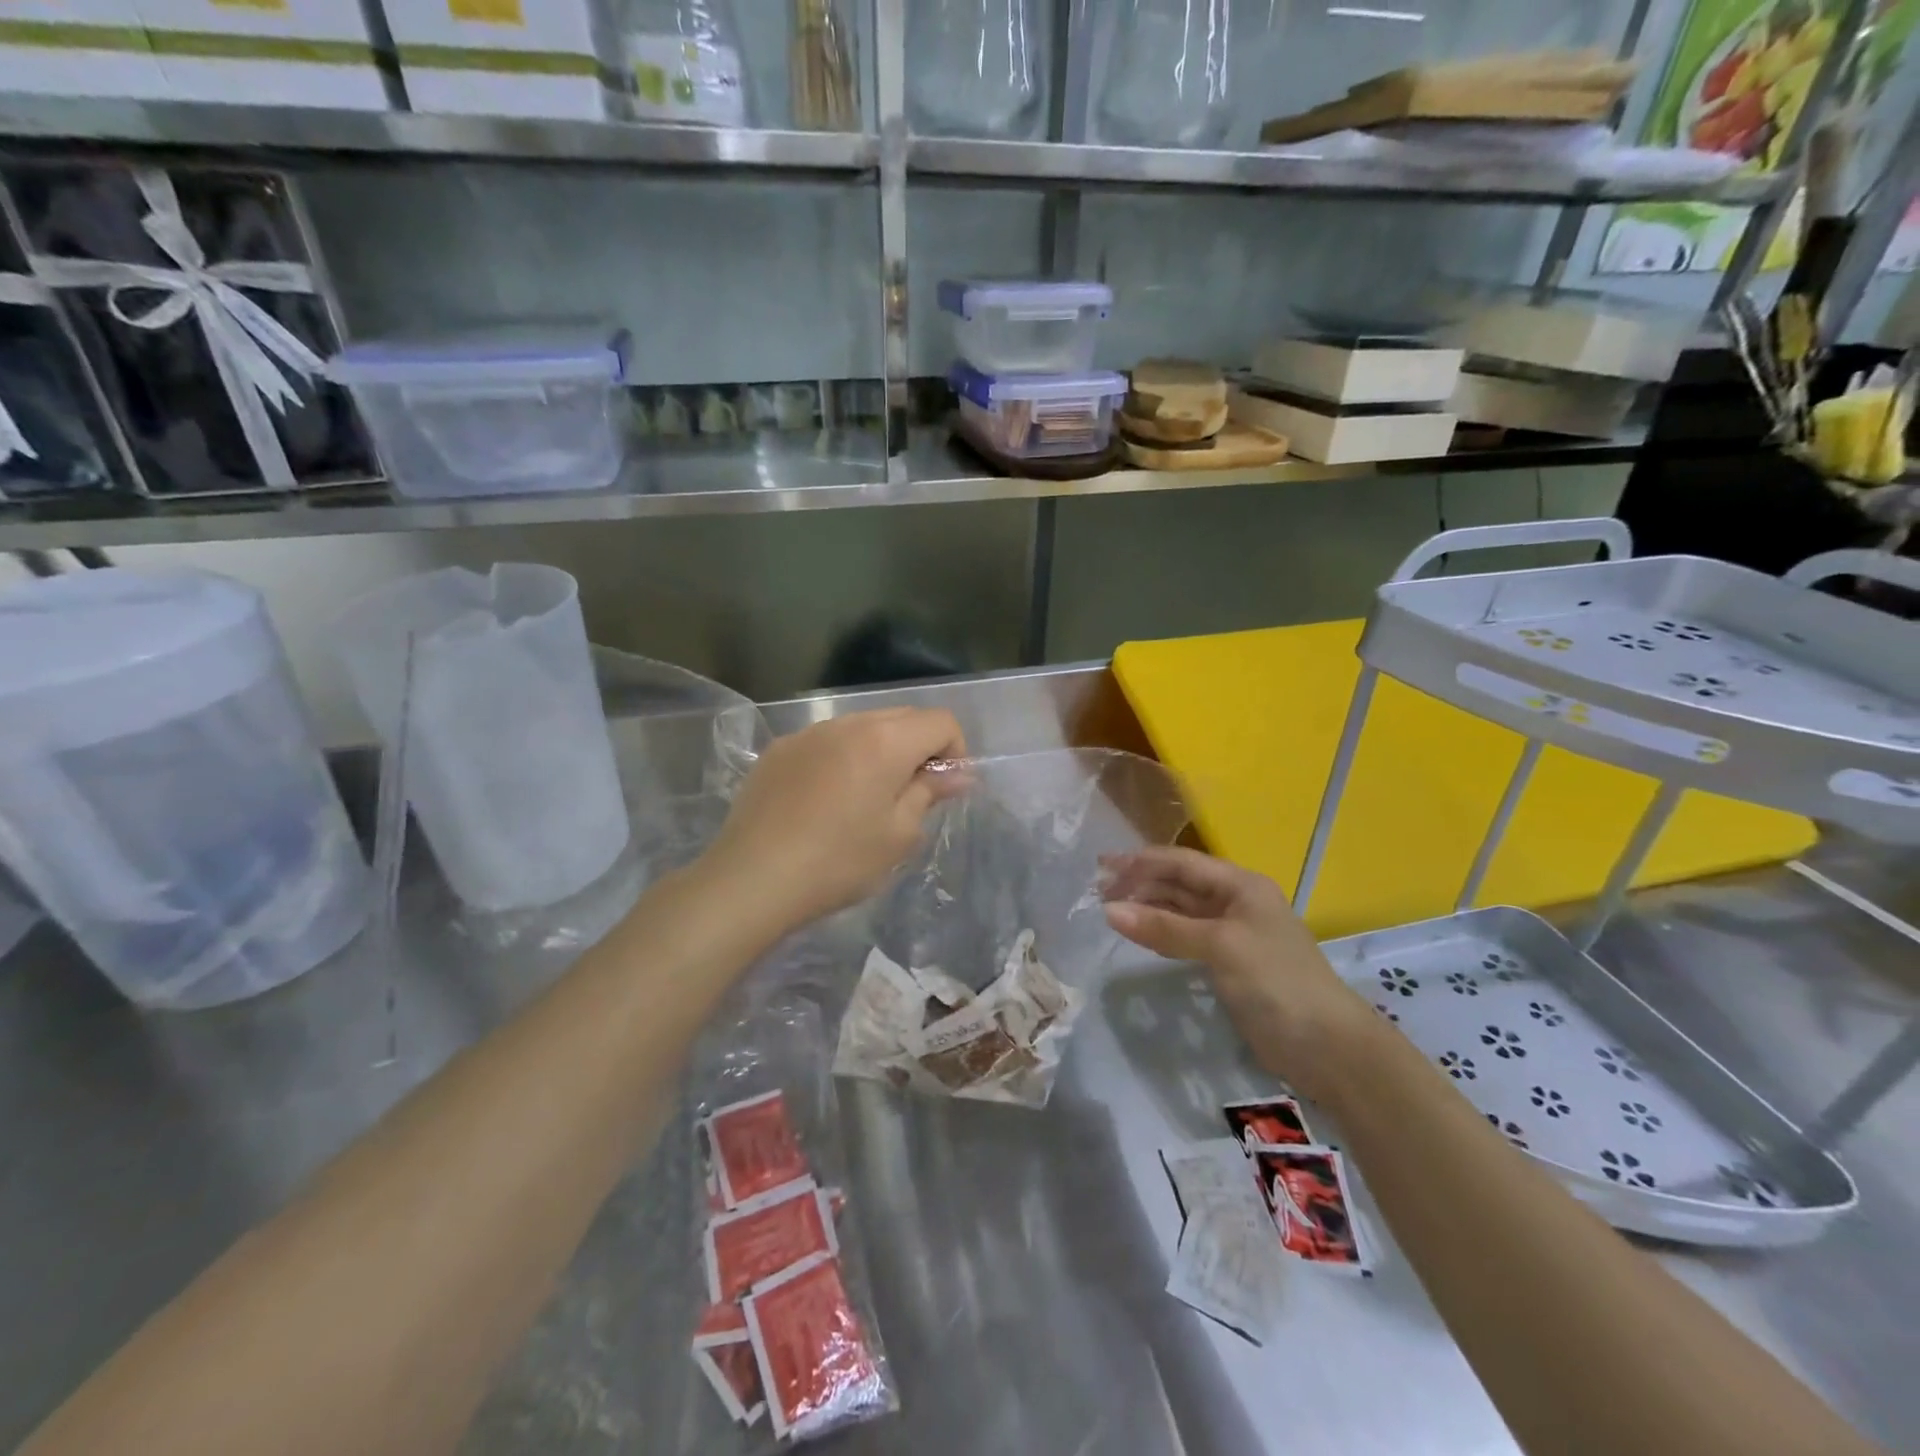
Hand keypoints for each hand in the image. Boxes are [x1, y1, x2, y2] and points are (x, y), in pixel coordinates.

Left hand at [705, 707, 968, 934]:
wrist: (753, 878)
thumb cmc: (839, 861)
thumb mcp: (898, 835)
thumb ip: (930, 793)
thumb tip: (957, 774)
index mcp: (885, 741)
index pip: (940, 721)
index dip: (954, 751)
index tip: (945, 789)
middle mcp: (848, 723)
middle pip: (903, 717)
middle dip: (919, 747)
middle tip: (913, 795)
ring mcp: (809, 733)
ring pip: (862, 727)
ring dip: (880, 751)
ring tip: (867, 799)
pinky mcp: (779, 750)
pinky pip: (827, 742)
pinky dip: (842, 758)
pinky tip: (826, 801)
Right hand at [1103, 847, 1377, 1100]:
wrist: (1326, 1045)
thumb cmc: (1275, 981)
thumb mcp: (1220, 946)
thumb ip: (1165, 927)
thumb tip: (1108, 911)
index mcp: (1241, 885)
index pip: (1182, 862)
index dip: (1141, 862)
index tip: (1101, 866)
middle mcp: (1235, 902)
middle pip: (1179, 884)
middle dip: (1140, 884)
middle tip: (1097, 892)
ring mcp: (1232, 933)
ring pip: (1180, 911)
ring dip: (1147, 908)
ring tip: (1109, 911)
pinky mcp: (1227, 963)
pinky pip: (1185, 937)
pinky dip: (1160, 933)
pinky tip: (1138, 934)